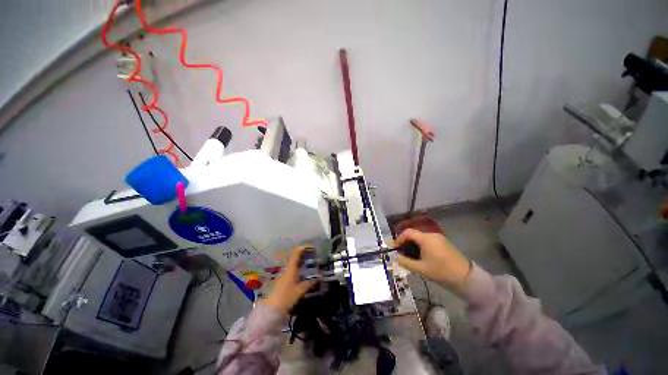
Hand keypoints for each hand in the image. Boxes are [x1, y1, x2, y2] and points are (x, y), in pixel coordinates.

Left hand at [262, 245, 316, 313]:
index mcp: (291, 268)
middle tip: (311, 255)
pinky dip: (297, 267)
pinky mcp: (281, 279)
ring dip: (300, 261)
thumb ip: (309, 283)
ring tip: (308, 262)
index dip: (303, 248)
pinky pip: (290, 268)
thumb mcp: (300, 290)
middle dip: (303, 254)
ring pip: (292, 263)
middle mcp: (286, 268)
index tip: (311, 247)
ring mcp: (282, 273)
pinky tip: (301, 272)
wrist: (271, 308)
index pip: (296, 253)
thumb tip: (318, 278)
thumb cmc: (286, 297)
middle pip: (294, 257)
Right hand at [395, 229, 471, 292]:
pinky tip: (422, 256)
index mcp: (425, 238)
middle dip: (406, 243)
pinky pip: (428, 241)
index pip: (407, 232)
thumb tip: (396, 258)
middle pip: (414, 234)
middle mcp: (432, 235)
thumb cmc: (441, 272)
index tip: (395, 248)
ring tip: (411, 256)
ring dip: (413, 245)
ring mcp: (439, 238)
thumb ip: (406, 262)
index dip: (399, 239)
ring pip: (421, 238)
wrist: (466, 278)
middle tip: (402, 254)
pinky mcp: (444, 243)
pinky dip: (422, 246)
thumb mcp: (421, 269)